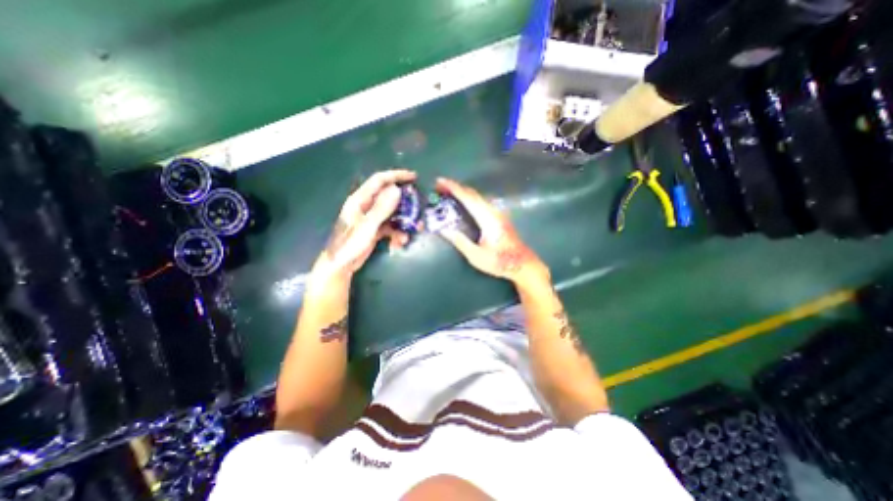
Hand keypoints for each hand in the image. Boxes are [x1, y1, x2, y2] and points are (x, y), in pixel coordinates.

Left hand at [315, 171, 416, 279]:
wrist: (341, 265)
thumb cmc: (350, 244)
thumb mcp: (368, 225)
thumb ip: (382, 208)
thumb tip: (396, 189)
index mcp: (360, 199)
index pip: (379, 180)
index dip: (396, 176)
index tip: (413, 177)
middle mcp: (366, 206)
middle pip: (389, 197)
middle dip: (404, 203)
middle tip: (417, 208)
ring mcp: (371, 218)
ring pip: (392, 213)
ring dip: (402, 221)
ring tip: (411, 231)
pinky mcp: (375, 229)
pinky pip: (390, 226)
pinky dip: (396, 232)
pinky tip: (399, 242)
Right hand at [437, 178, 547, 283]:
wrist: (523, 264)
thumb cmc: (500, 262)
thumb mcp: (476, 256)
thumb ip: (460, 242)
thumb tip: (443, 229)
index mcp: (488, 219)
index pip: (468, 198)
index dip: (453, 188)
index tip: (439, 181)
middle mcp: (493, 211)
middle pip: (473, 193)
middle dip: (455, 187)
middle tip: (439, 187)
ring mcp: (498, 213)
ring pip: (477, 196)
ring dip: (462, 192)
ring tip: (448, 192)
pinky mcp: (498, 216)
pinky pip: (481, 201)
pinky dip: (469, 198)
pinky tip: (463, 202)